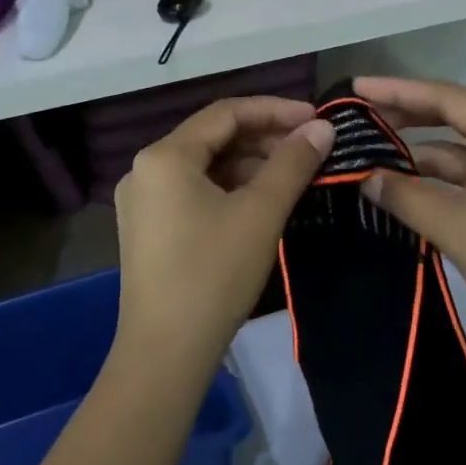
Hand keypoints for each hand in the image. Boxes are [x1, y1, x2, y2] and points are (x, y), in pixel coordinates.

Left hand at [112, 96, 333, 375]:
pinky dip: (230, 188)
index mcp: (165, 155)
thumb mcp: (261, 212)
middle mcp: (145, 169)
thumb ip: (293, 162)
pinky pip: (194, 191)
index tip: (316, 118)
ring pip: (205, 166)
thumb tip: (323, 127)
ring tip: (294, 173)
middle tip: (310, 147)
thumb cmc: (214, 274)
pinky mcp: (148, 228)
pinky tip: (262, 201)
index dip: (275, 110)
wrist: (166, 354)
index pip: (227, 113)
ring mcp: (143, 201)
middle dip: (264, 138)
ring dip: (249, 164)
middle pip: (213, 137)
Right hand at [354, 77, 465, 366]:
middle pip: (455, 118)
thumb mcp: (461, 230)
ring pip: (459, 152)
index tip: (358, 86)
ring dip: (419, 154)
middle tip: (359, 114)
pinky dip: (436, 182)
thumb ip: (408, 198)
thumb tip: (364, 177)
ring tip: (371, 154)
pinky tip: (403, 188)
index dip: (400, 90)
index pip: (449, 99)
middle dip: (407, 115)